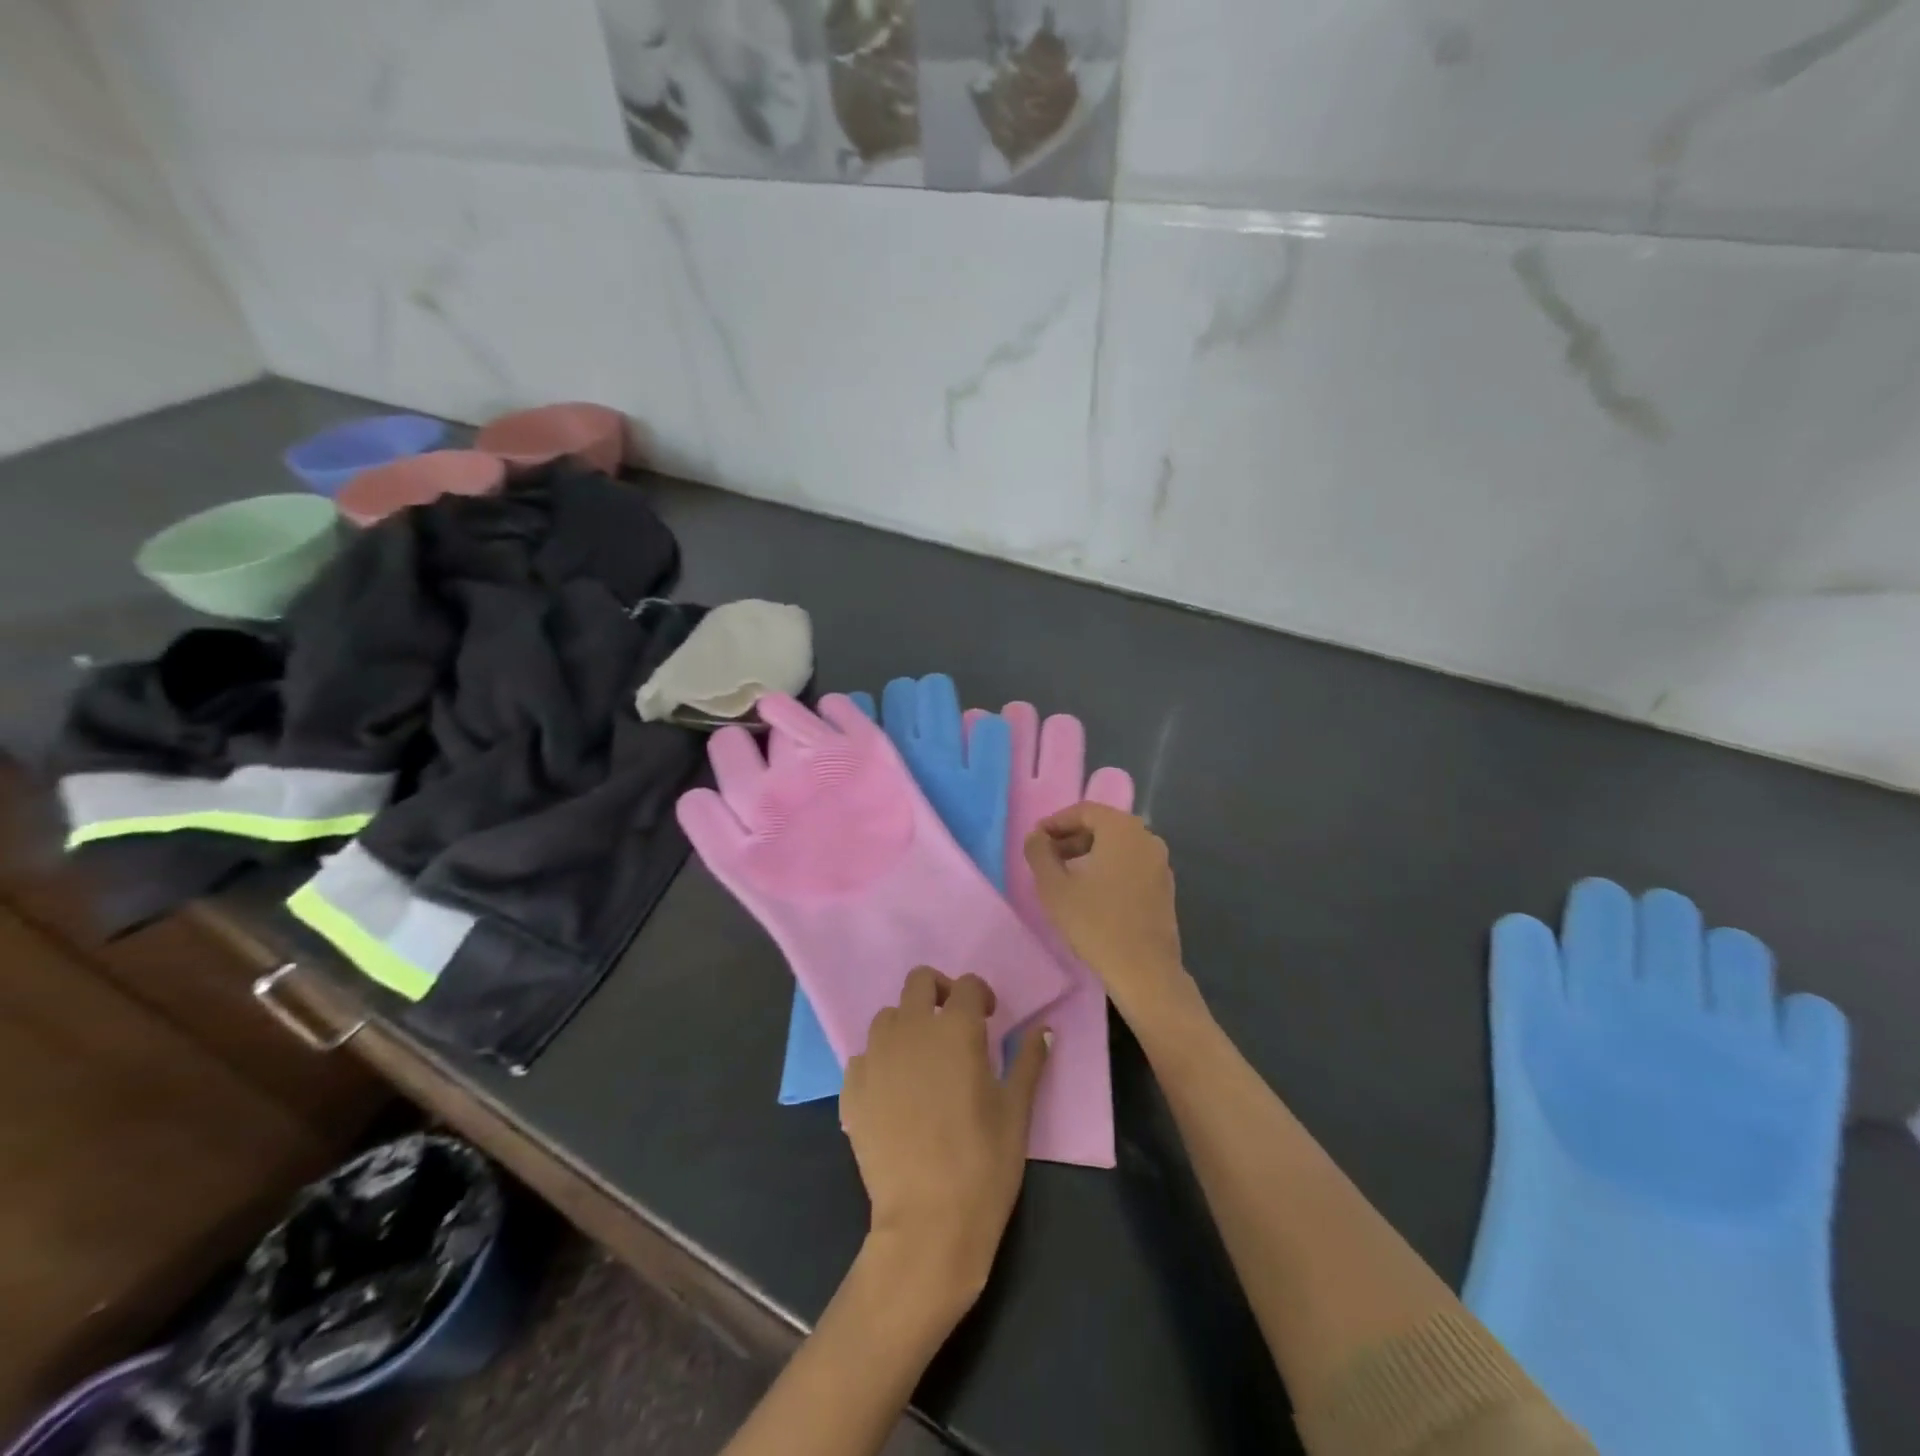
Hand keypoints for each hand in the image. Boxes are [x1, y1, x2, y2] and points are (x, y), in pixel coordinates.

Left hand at [841, 968, 1049, 1319]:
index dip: (981, 996)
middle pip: (919, 982)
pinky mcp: (853, 1088)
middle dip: (938, 992)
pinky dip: (881, 1062)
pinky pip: (864, 1057)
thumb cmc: (984, 1164)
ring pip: (887, 1017)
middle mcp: (912, 1030)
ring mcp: (876, 1057)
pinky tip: (895, 1093)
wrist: (927, 1223)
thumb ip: (1028, 1062)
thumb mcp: (1016, 1111)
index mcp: (956, 1029)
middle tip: (953, 1024)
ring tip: (922, 1060)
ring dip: (907, 1025)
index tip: (989, 1018)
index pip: (967, 986)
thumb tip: (1044, 1031)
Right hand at [1024, 802, 1193, 1023]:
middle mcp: (1146, 838)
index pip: (1084, 811)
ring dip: (1089, 852)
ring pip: (1118, 845)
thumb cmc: (1095, 923)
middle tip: (1047, 856)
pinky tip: (1091, 891)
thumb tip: (1036, 836)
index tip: (1035, 840)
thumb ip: (1040, 853)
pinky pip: (1131, 863)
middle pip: (1103, 825)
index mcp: (1122, 829)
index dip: (1056, 822)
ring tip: (1065, 874)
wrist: (1144, 971)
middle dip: (1072, 837)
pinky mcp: (1164, 886)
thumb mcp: (1054, 887)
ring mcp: (1160, 862)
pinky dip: (1108, 867)